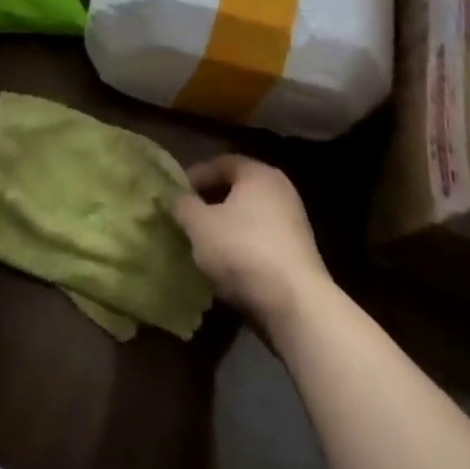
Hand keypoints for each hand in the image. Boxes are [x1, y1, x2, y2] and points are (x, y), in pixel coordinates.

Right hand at [170, 156, 330, 328]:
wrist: (295, 305)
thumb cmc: (243, 251)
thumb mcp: (200, 225)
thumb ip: (182, 205)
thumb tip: (172, 195)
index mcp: (258, 174)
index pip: (221, 163)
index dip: (195, 176)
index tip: (175, 196)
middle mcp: (280, 190)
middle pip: (236, 189)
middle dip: (209, 203)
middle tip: (185, 219)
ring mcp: (293, 223)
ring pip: (248, 217)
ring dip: (224, 228)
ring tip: (201, 245)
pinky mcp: (297, 254)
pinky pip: (260, 240)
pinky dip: (241, 247)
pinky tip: (225, 266)